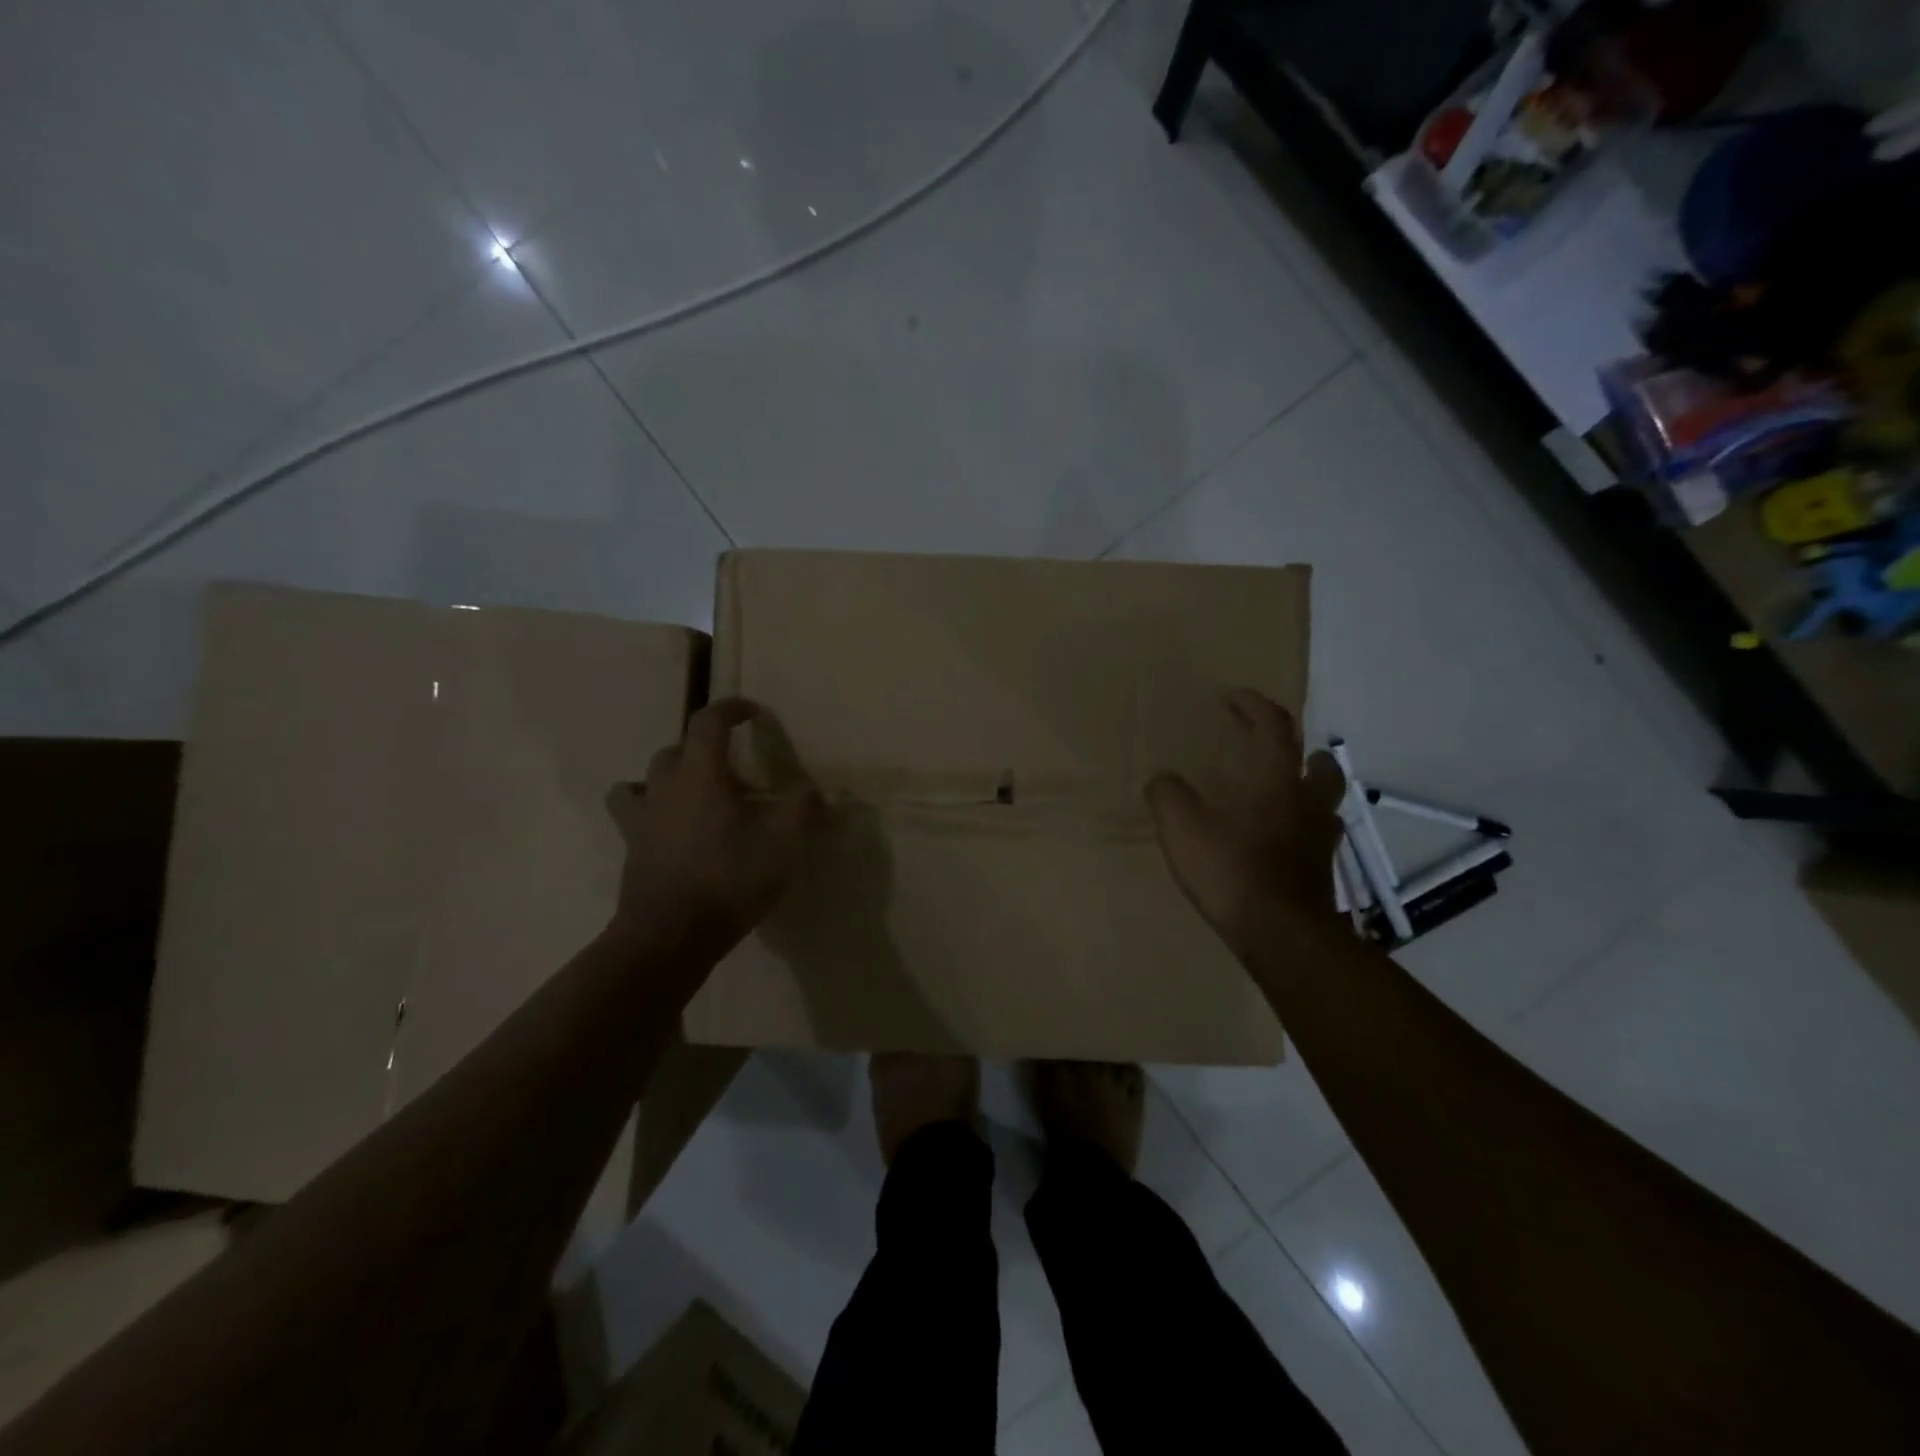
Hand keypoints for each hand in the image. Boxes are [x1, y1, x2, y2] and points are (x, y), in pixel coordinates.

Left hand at [604, 698, 821, 954]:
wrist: (670, 936)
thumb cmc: (728, 880)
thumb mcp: (782, 844)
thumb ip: (802, 809)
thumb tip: (816, 789)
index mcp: (700, 775)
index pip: (708, 723)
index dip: (730, 709)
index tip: (752, 711)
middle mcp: (664, 786)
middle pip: (677, 749)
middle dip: (705, 749)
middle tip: (735, 772)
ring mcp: (641, 818)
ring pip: (647, 778)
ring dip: (672, 776)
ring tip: (696, 795)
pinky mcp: (631, 847)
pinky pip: (633, 812)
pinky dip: (649, 807)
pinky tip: (670, 827)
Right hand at [1145, 689, 1345, 958]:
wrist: (1282, 936)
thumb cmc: (1232, 872)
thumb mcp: (1182, 829)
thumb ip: (1168, 796)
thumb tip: (1163, 780)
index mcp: (1276, 781)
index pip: (1273, 726)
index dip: (1253, 705)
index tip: (1232, 697)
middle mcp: (1306, 803)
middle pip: (1318, 762)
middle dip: (1298, 747)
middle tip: (1272, 749)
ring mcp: (1319, 839)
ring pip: (1323, 800)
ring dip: (1305, 787)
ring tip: (1275, 795)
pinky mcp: (1321, 871)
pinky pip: (1314, 835)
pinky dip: (1298, 827)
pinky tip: (1275, 841)